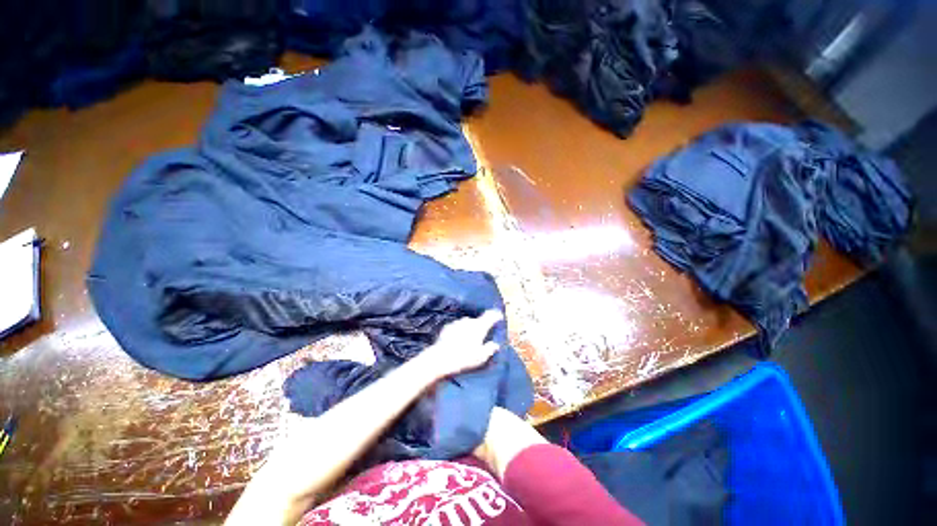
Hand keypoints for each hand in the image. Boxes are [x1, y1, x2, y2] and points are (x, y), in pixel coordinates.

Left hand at [419, 310, 504, 378]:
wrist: (440, 359)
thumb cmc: (464, 358)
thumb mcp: (481, 357)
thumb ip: (490, 349)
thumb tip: (495, 344)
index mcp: (479, 326)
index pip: (490, 316)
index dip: (496, 315)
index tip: (499, 316)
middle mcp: (469, 321)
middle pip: (478, 320)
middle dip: (481, 326)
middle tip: (482, 336)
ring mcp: (457, 322)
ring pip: (467, 323)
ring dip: (469, 329)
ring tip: (469, 340)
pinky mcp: (447, 327)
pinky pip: (457, 327)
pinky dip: (460, 332)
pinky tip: (457, 341)